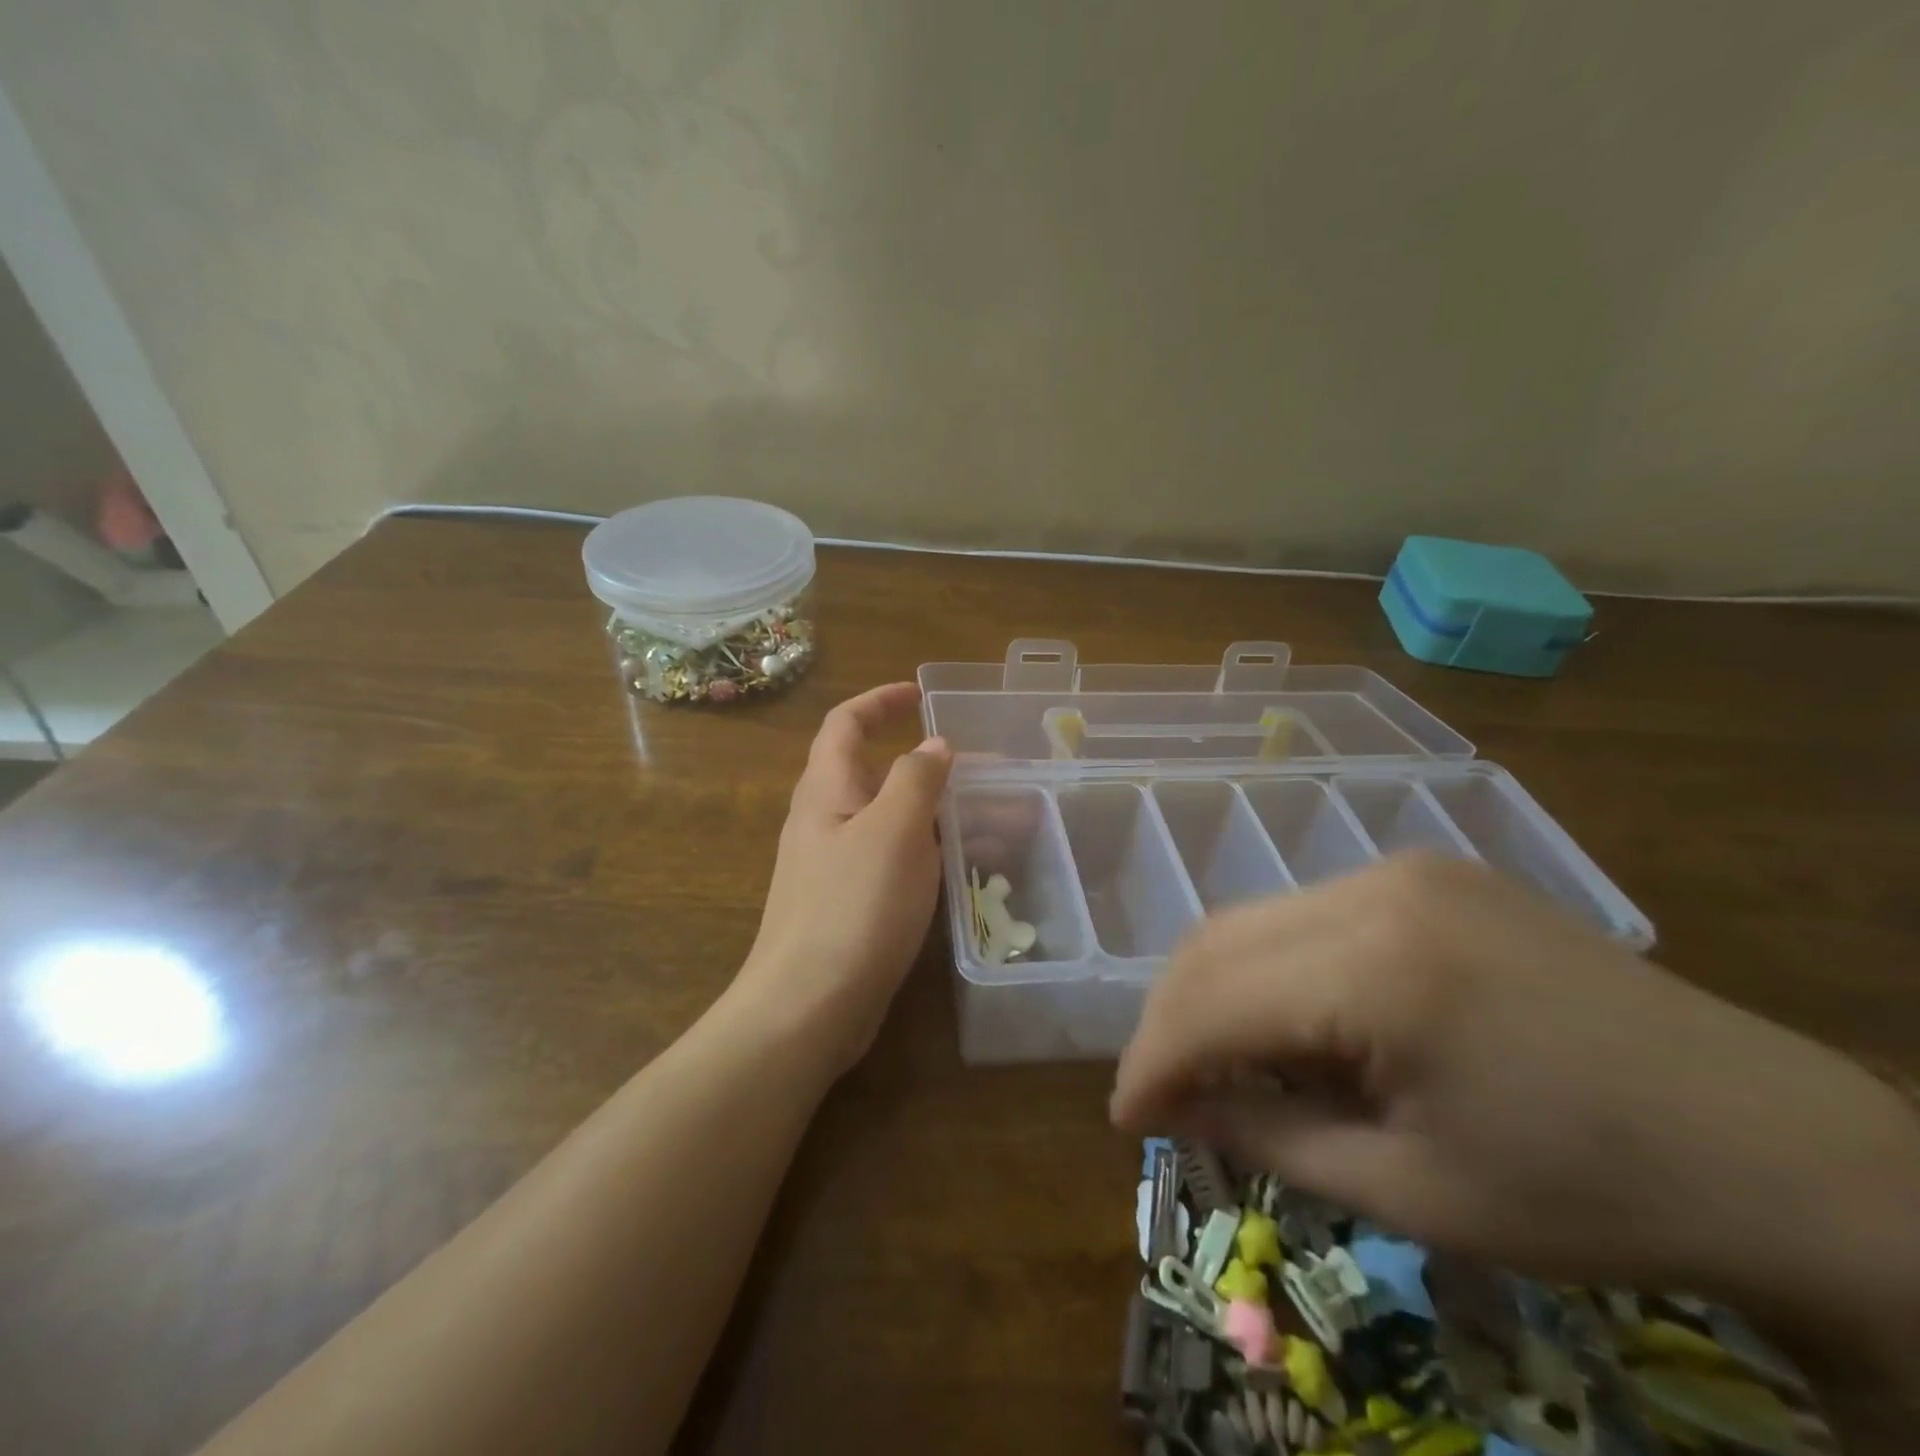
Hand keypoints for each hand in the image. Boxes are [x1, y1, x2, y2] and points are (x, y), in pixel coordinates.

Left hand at [733, 683, 951, 1074]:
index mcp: (827, 789)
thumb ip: (916, 778)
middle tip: (986, 773)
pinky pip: (896, 860)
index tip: (921, 695)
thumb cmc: (852, 908)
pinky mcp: (851, 904)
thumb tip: (934, 745)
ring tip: (999, 820)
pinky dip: (931, 852)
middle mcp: (826, 819)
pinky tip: (967, 869)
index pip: (845, 723)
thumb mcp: (893, 831)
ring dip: (940, 813)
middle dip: (930, 766)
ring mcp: (837, 864)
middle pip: (877, 773)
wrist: (808, 1006)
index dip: (880, 701)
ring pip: (894, 821)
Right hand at [1110, 854, 1919, 1339]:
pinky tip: (1284, 1022)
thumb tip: (1173, 1112)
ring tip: (1212, 1063)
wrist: (1775, 1144)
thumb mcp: (1411, 1191)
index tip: (1122, 1119)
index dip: (1152, 1062)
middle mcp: (1374, 890)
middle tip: (1158, 1093)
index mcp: (1376, 970)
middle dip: (1170, 1021)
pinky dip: (1269, 969)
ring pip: (1254, 920)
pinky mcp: (1426, 875)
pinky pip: (1306, 915)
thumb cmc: (1592, 1192)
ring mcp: (1403, 870)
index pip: (1213, 1002)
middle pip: (1217, 942)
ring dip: (1213, 991)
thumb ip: (1268, 1139)